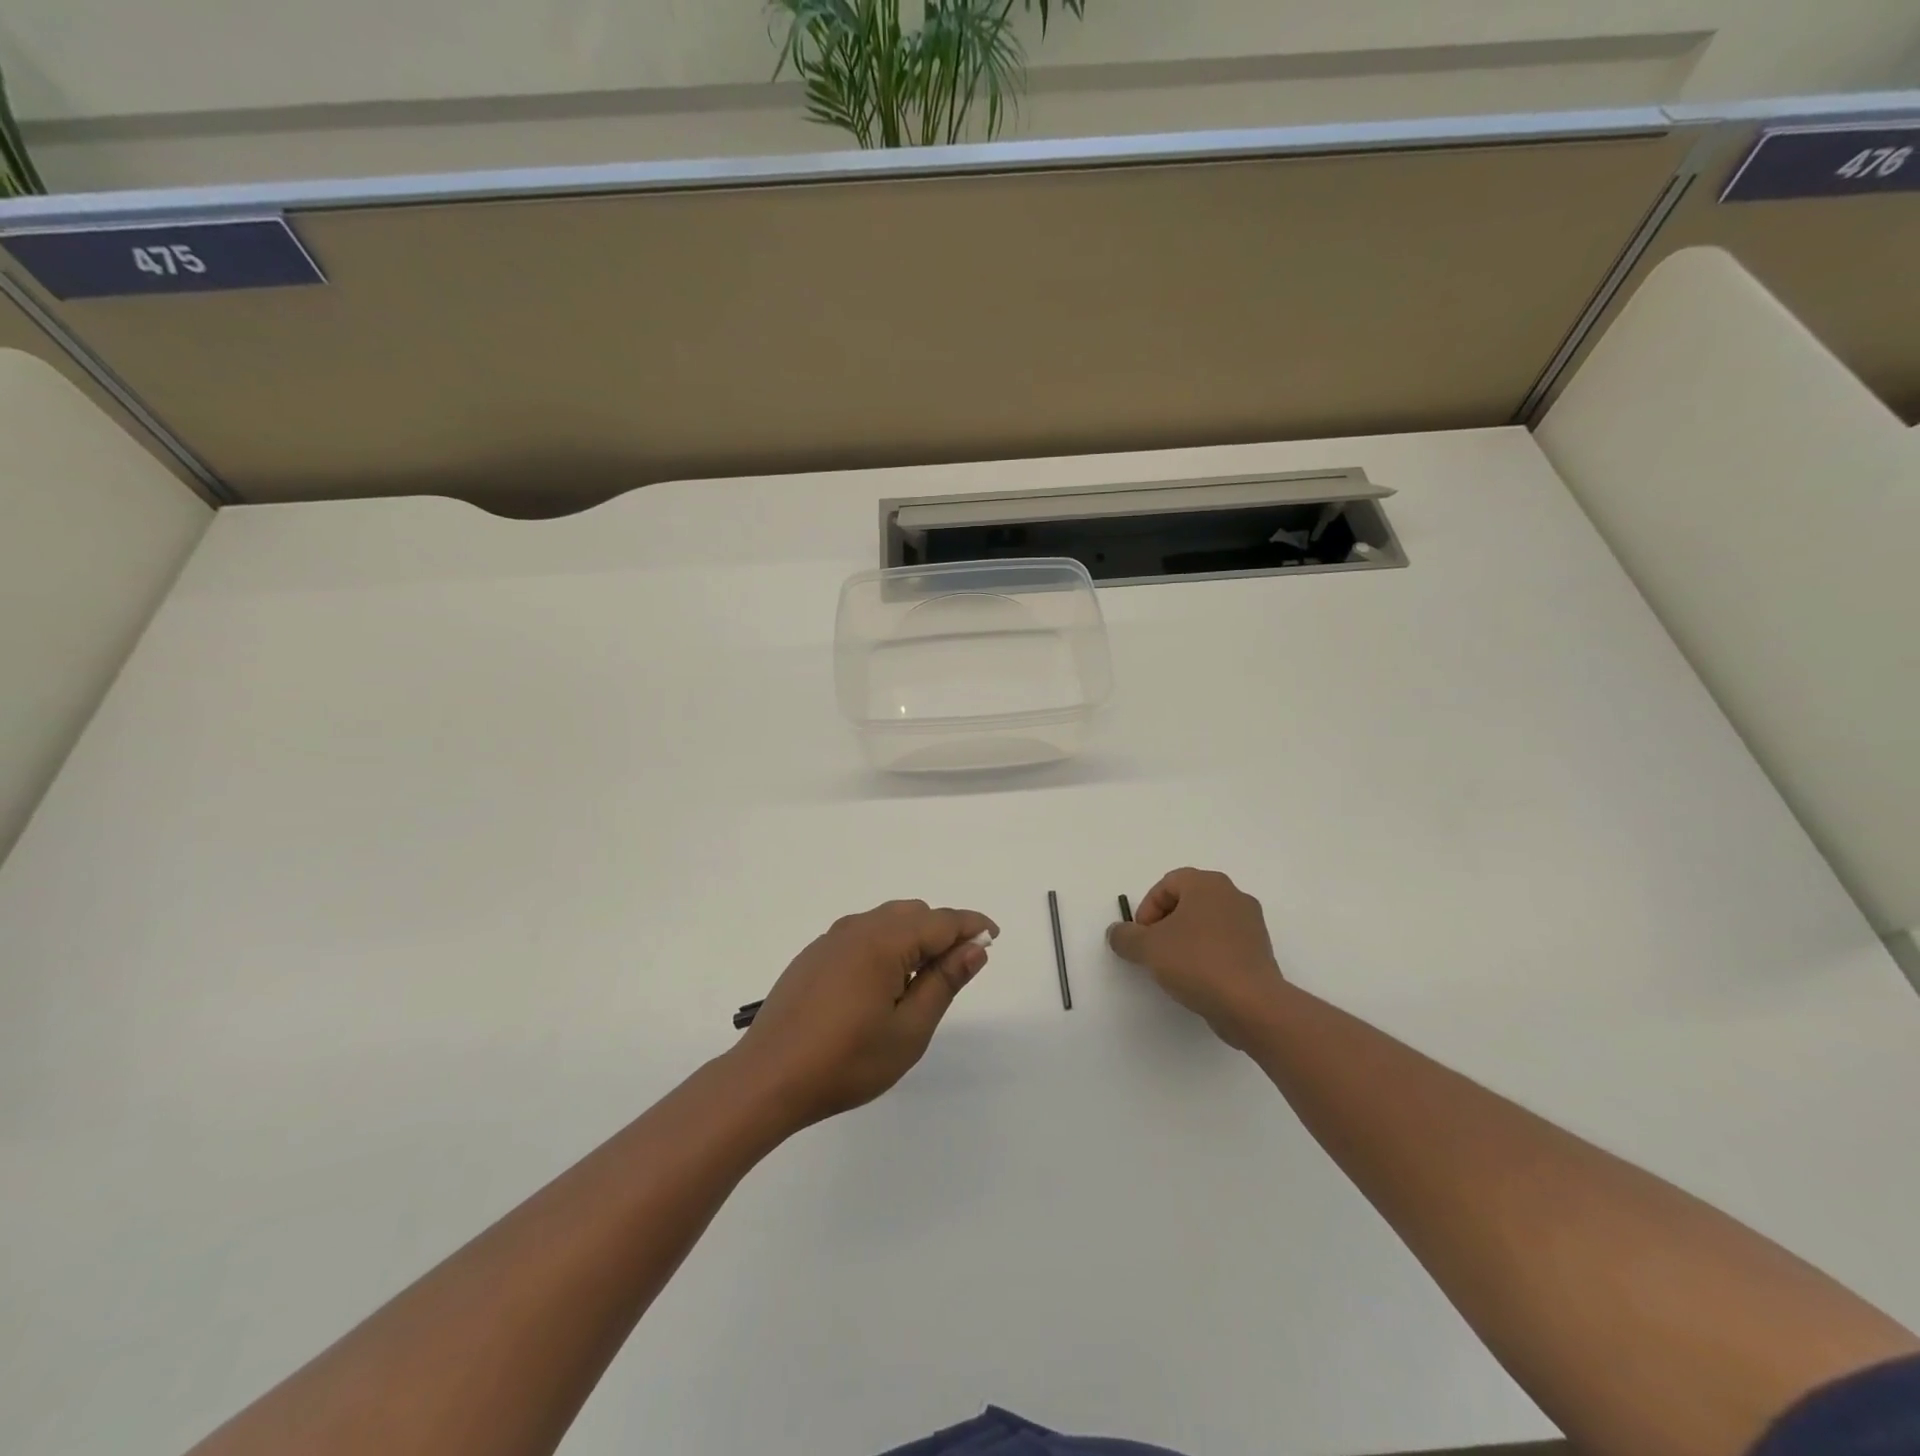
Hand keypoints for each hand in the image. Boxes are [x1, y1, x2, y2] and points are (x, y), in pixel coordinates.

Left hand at [734, 900, 997, 1127]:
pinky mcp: (814, 956)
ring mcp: (831, 939)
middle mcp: (857, 928)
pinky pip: (861, 935)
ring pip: (886, 921)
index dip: (972, 925)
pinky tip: (881, 985)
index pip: (941, 920)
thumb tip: (974, 947)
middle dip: (942, 932)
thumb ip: (944, 983)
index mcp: (884, 941)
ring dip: (913, 938)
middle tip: (957, 971)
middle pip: (913, 914)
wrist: (767, 1079)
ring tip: (921, 982)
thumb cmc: (845, 1061)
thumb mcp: (908, 1030)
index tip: (994, 937)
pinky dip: (885, 946)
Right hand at [1107, 868, 1285, 1048]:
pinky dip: (1207, 955)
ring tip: (1174, 968)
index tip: (1142, 937)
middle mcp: (1233, 896)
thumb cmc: (1197, 963)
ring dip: (1185, 940)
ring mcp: (1251, 924)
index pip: (1167, 884)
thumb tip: (1117, 933)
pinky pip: (1224, 944)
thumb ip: (1125, 937)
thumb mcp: (1148, 948)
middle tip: (1154, 950)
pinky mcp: (1260, 951)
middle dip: (1165, 924)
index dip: (1148, 909)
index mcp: (1207, 884)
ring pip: (1206, 924)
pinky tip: (1198, 980)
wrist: (1251, 1004)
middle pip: (1188, 902)